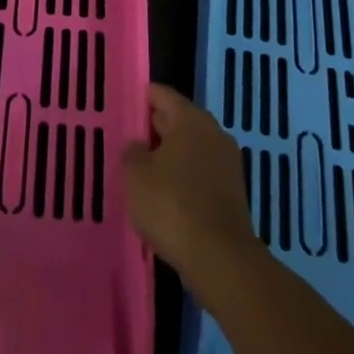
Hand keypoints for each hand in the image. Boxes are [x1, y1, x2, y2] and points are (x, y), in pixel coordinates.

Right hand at [122, 84, 258, 288]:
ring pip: (189, 150)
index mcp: (191, 119)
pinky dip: (181, 180)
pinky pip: (199, 175)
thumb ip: (132, 151)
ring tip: (140, 171)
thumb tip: (139, 146)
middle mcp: (214, 133)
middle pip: (177, 121)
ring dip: (167, 157)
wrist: (219, 258)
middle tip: (125, 140)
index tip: (121, 106)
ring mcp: (227, 164)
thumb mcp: (135, 174)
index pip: (161, 95)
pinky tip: (162, 197)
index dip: (140, 98)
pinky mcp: (231, 193)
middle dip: (152, 129)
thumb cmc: (172, 204)